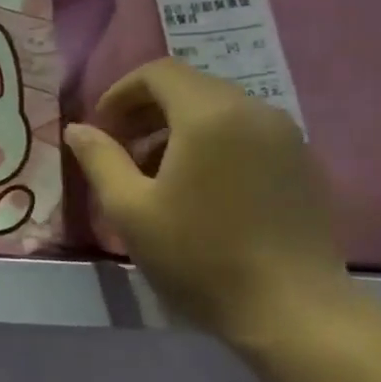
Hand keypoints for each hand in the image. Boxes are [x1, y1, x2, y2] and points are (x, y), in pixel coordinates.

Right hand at [65, 59, 352, 344]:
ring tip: (156, 175)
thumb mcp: (130, 210)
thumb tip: (78, 129)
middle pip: (191, 87)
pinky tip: (200, 190)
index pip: (158, 73)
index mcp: (209, 114)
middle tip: (121, 152)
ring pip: (220, 110)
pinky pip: (247, 134)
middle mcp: (254, 110)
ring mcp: (286, 136)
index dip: (121, 93)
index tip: (102, 129)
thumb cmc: (198, 255)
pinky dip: (213, 144)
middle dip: (148, 111)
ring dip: (179, 129)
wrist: (291, 308)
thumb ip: (100, 160)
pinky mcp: (303, 163)